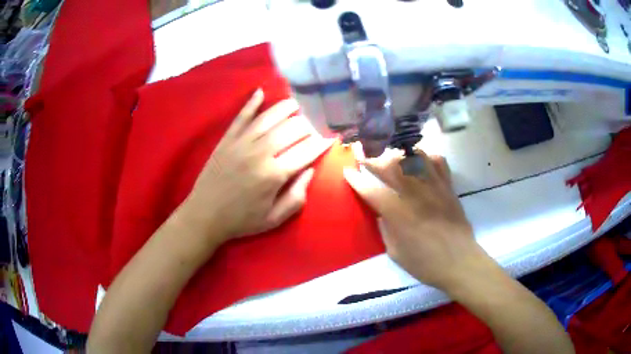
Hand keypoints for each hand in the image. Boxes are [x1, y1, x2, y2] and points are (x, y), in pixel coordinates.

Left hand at [181, 89, 331, 243]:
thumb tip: (310, 171)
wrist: (205, 215)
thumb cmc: (242, 220)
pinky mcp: (227, 139)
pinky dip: (251, 103)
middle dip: (306, 126)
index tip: (330, 139)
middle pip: (291, 129)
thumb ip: (297, 197)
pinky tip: (259, 92)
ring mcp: (242, 143)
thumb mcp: (274, 219)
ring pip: (269, 118)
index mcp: (275, 174)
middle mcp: (261, 153)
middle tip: (311, 128)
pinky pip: (241, 117)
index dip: (321, 144)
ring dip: (285, 108)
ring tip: (296, 104)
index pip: (306, 151)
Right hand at [343, 147, 490, 291]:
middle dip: (372, 158)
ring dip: (398, 152)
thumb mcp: (396, 252)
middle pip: (391, 166)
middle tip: (363, 156)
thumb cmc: (425, 263)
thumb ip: (386, 228)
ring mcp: (434, 187)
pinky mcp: (448, 187)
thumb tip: (382, 212)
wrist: (459, 262)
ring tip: (390, 153)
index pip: (372, 191)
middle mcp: (415, 194)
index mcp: (399, 214)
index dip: (357, 180)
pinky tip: (420, 160)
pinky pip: (438, 162)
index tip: (348, 172)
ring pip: (414, 157)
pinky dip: (427, 156)